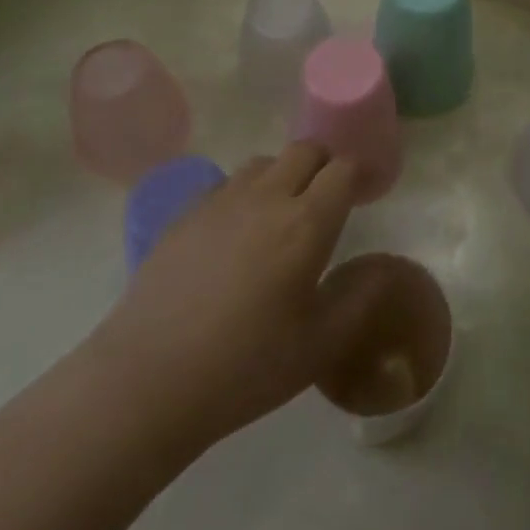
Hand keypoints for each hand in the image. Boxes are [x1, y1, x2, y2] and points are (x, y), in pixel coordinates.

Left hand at [88, 140, 358, 454]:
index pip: (343, 170)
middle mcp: (267, 197)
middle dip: (325, 164)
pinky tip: (237, 233)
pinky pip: (226, 185)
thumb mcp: (319, 347)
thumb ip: (359, 300)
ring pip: (264, 162)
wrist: (148, 379)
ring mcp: (221, 201)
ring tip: (283, 212)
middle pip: (305, 150)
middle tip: (330, 196)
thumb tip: (382, 269)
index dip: (361, 173)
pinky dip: (245, 194)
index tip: (368, 189)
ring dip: (284, 174)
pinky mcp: (185, 214)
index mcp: (306, 223)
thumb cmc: (246, 367)